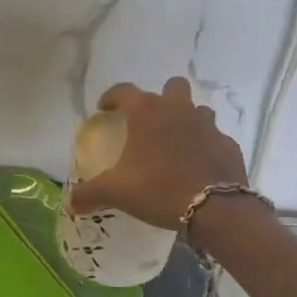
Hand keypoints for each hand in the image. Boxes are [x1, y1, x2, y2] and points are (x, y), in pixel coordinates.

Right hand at [65, 77, 248, 230]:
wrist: (215, 209)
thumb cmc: (158, 189)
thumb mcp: (117, 192)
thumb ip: (90, 194)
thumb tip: (68, 203)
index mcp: (147, 112)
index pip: (124, 91)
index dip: (112, 97)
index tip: (104, 109)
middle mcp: (178, 109)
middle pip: (172, 87)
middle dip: (162, 98)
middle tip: (149, 121)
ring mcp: (208, 125)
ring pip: (197, 110)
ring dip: (186, 119)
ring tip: (175, 143)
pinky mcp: (229, 144)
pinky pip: (214, 137)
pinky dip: (205, 146)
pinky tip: (197, 165)